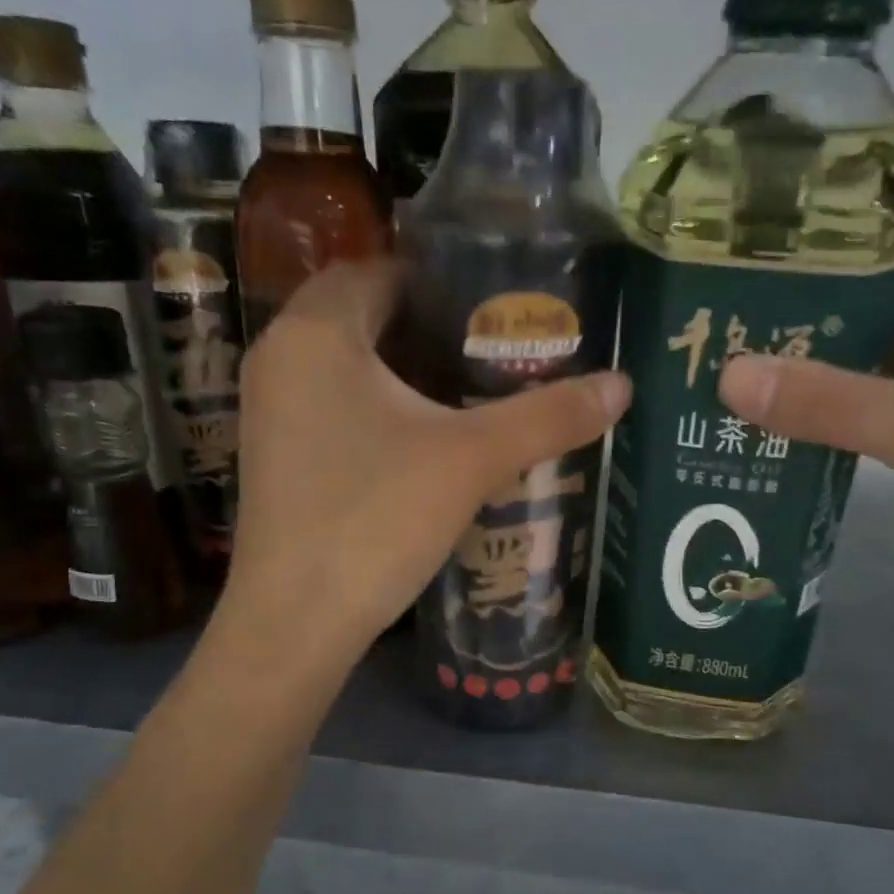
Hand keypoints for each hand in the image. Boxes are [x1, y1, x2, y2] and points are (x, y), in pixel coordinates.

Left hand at [220, 259, 629, 660]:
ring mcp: (270, 410)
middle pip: (363, 317)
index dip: (441, 283)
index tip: (496, 309)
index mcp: (317, 332)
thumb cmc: (375, 519)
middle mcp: (281, 357)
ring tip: (472, 393)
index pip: (380, 271)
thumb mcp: (472, 460)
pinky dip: (378, 408)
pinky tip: (426, 442)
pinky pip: (332, 406)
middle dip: (428, 329)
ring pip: (347, 366)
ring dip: (403, 371)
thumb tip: (622, 384)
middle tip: (495, 352)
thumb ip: (547, 417)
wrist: (295, 622)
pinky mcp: (276, 456)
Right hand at [718, 261, 893, 629]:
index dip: (801, 270)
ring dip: (796, 383)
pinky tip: (763, 437)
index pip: (868, 266)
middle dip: (784, 333)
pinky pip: (855, 420)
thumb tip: (727, 375)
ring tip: (718, 388)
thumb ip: (830, 401)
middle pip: (851, 321)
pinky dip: (815, 425)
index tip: (727, 284)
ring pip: (850, 374)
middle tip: (708, 344)